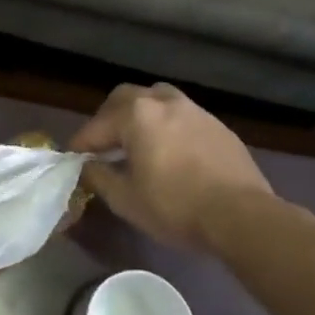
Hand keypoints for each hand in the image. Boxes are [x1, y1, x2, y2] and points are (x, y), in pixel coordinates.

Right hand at [70, 83, 274, 250]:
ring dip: (141, 115)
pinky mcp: (217, 126)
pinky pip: (182, 116)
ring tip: (139, 142)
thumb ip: (99, 177)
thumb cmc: (176, 206)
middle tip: (104, 144)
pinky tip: (172, 152)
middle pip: (126, 97)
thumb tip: (86, 166)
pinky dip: (168, 127)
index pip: (97, 125)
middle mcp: (163, 101)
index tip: (72, 158)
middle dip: (110, 118)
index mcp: (136, 114)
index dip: (81, 142)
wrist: (242, 216)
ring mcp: (194, 110)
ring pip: (157, 99)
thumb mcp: (126, 200)